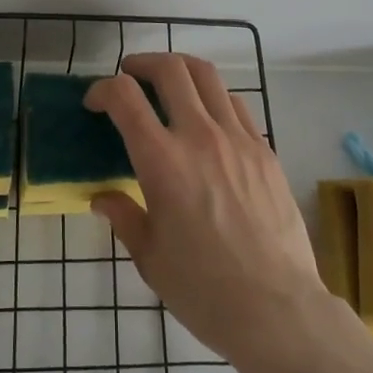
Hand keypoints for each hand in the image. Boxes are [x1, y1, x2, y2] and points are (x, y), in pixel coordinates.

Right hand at [88, 53, 331, 365]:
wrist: (277, 310)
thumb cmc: (204, 291)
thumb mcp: (150, 259)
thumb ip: (124, 218)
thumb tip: (103, 198)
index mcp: (162, 161)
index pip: (125, 98)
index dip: (102, 89)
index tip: (94, 102)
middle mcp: (199, 136)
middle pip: (170, 69)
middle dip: (142, 63)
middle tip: (130, 74)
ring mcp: (237, 138)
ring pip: (207, 76)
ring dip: (180, 69)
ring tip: (168, 81)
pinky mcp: (264, 150)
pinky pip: (236, 104)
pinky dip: (213, 96)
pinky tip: (208, 116)